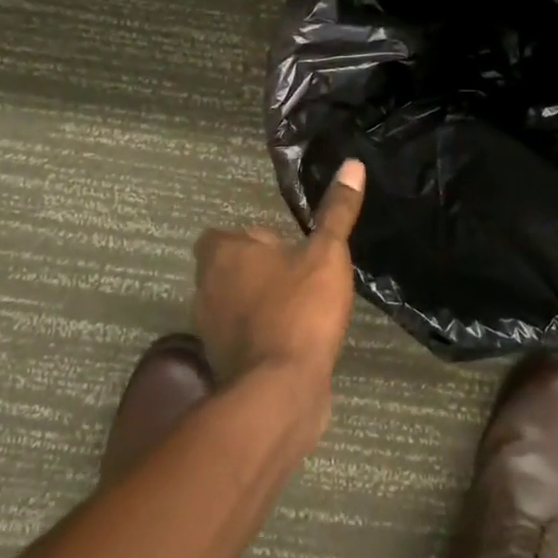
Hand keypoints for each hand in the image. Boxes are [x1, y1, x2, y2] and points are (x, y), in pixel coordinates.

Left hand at [192, 159, 364, 423]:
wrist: (280, 392)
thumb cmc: (300, 309)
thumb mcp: (327, 253)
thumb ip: (337, 212)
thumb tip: (352, 164)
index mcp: (223, 255)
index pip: (222, 235)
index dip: (252, 239)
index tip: (285, 247)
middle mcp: (206, 289)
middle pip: (228, 270)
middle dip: (258, 271)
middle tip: (299, 274)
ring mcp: (210, 331)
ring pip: (234, 305)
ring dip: (259, 303)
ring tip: (300, 306)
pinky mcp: (223, 365)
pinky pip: (242, 338)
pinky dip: (261, 336)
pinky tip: (295, 340)